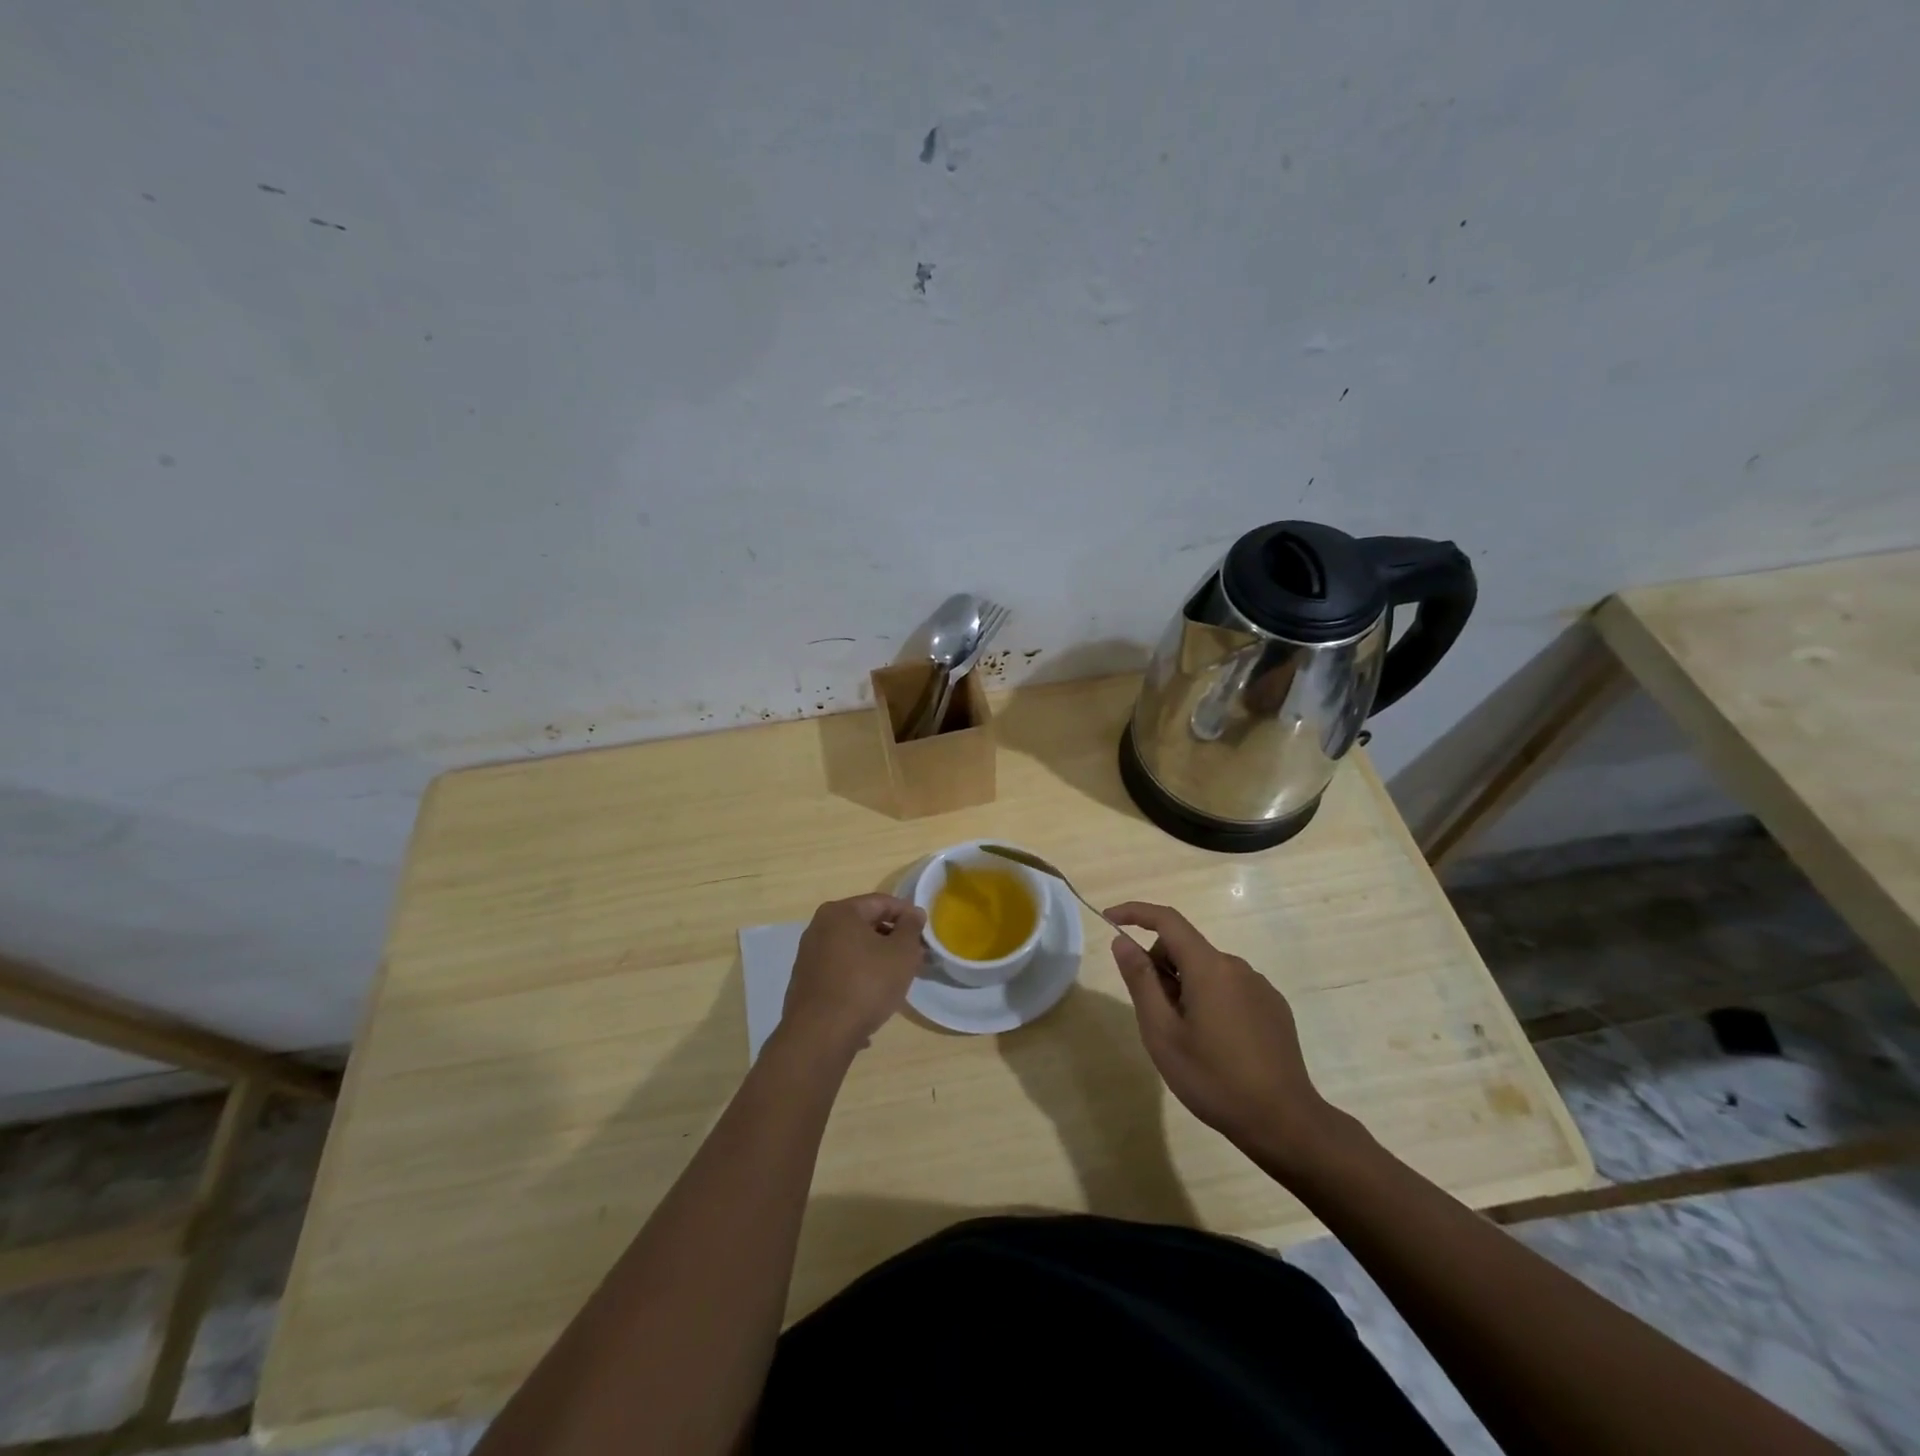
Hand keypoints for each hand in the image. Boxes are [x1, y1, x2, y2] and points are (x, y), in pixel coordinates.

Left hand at [781, 894, 927, 1056]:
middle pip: (865, 926)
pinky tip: (871, 1002)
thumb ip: (911, 928)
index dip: (907, 914)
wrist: (820, 1035)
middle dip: (892, 940)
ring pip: (852, 951)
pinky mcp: (805, 983)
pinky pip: (840, 973)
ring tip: (896, 982)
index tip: (925, 932)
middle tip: (914, 958)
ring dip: (876, 961)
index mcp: (840, 912)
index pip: (882, 902)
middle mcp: (818, 928)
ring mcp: (809, 956)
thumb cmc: (866, 985)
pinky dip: (858, 979)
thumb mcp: (901, 953)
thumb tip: (913, 913)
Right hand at [1105, 901, 1338, 1170]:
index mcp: (1209, 967)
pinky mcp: (1274, 1008)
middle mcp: (1237, 966)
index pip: (1167, 920)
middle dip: (1161, 968)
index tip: (1109, 919)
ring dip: (1186, 988)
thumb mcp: (1162, 1033)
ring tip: (1187, 1038)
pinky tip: (1216, 1045)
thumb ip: (1140, 981)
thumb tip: (1122, 941)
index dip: (1135, 912)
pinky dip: (1211, 1001)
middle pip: (1186, 948)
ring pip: (1207, 970)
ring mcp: (1259, 987)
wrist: (1284, 1123)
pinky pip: (1230, 988)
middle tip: (1155, 1016)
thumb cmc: (1213, 1078)